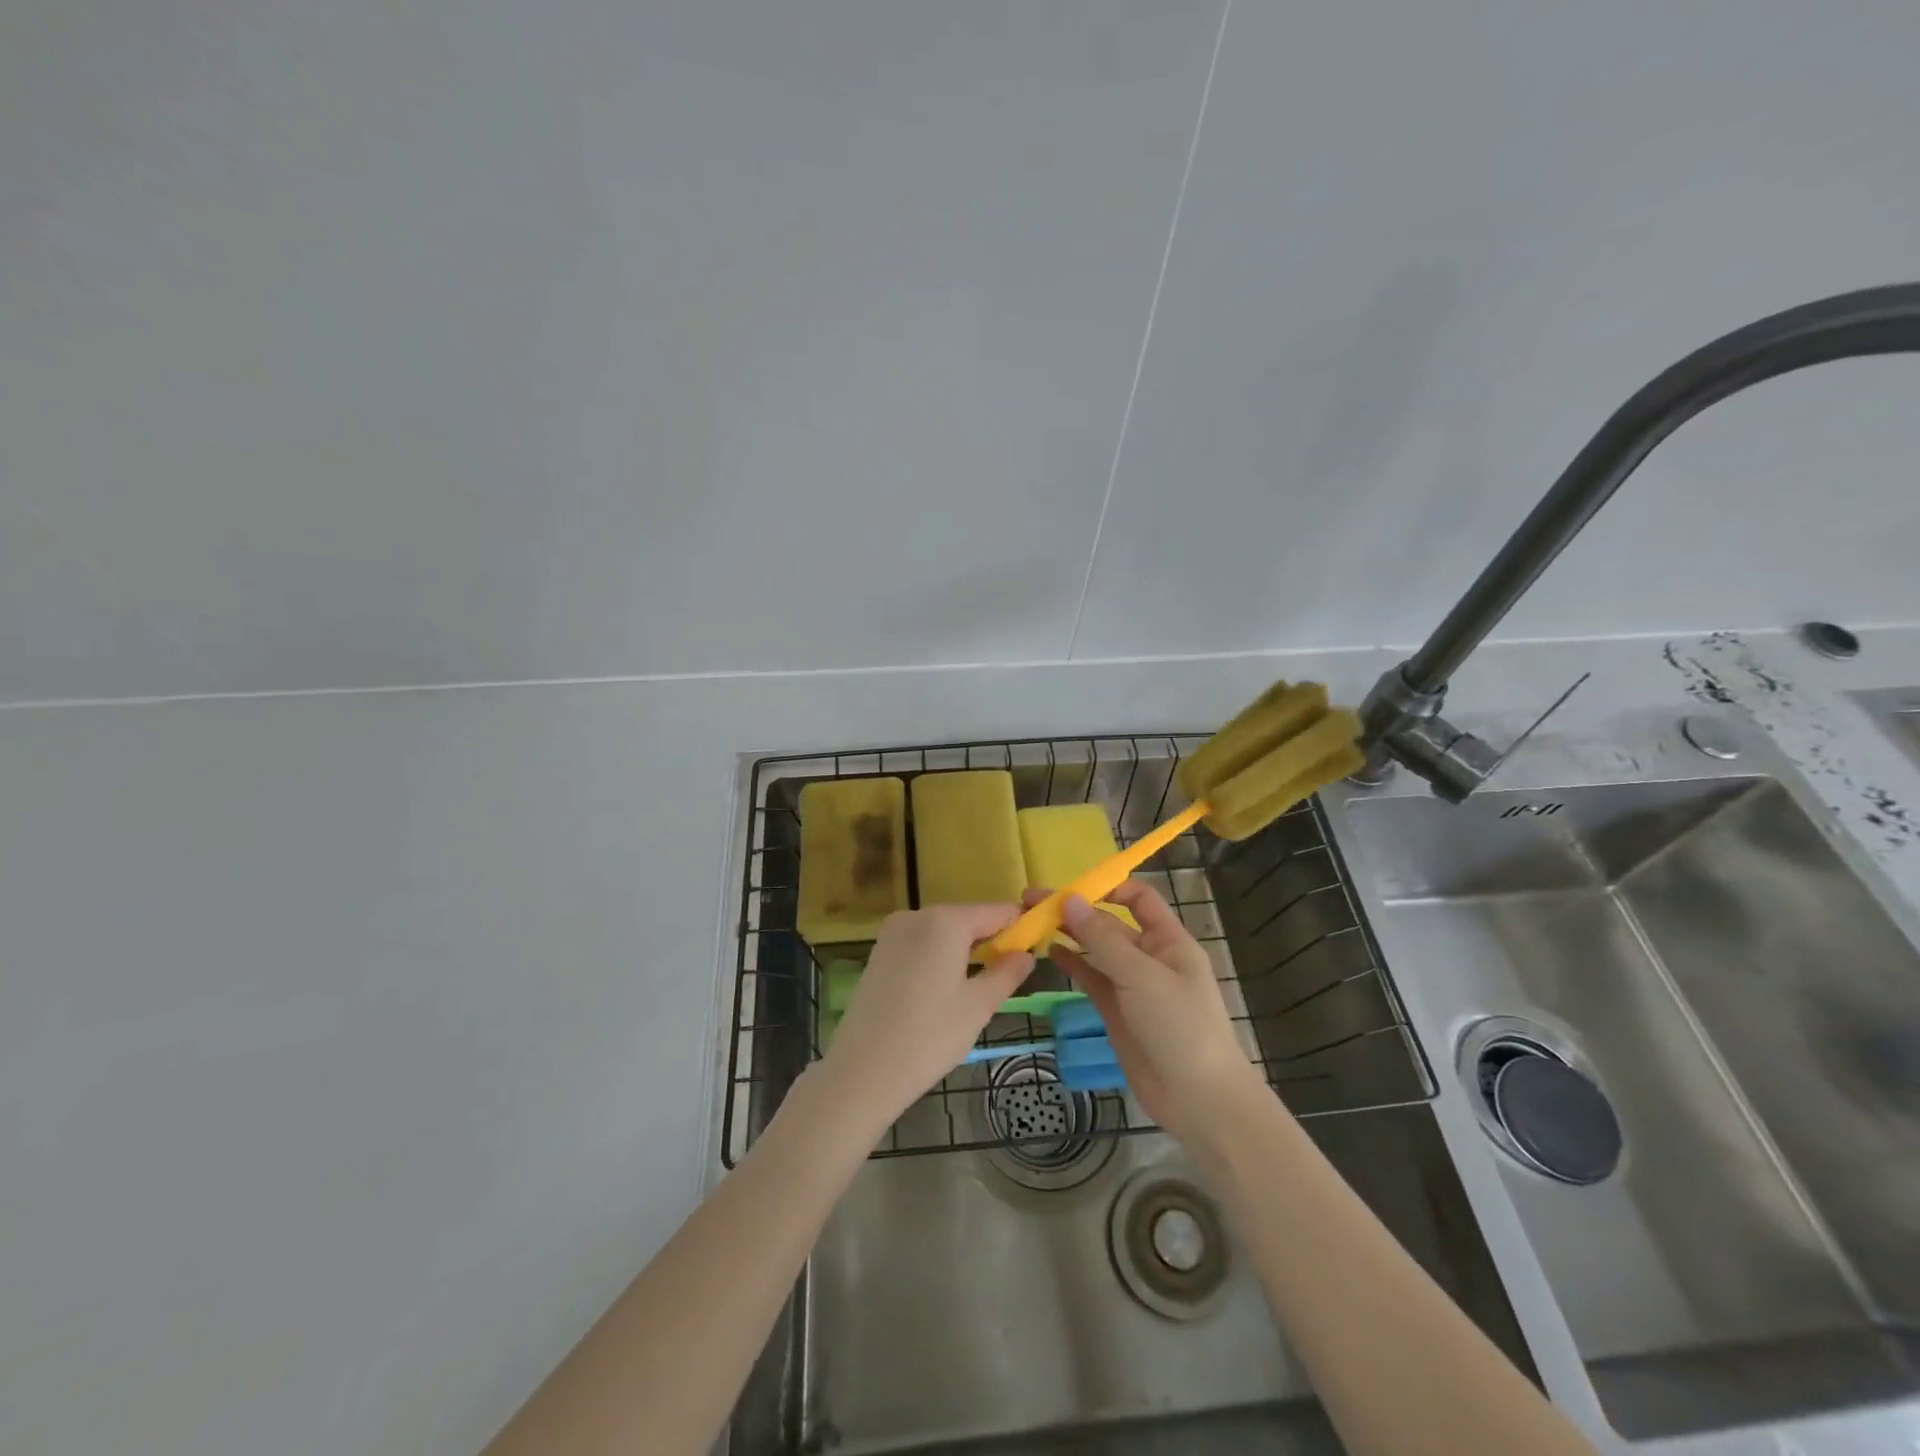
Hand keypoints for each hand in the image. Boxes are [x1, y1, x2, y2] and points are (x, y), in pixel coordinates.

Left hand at [818, 905, 1034, 1134]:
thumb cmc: (930, 1036)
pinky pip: (920, 944)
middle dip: (991, 939)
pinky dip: (938, 956)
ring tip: (980, 985)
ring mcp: (893, 932)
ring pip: (942, 932)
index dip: (1019, 925)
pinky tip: (944, 989)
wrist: (863, 1070)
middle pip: (967, 918)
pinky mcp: (879, 952)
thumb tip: (1026, 954)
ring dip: (964, 949)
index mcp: (946, 921)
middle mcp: (917, 915)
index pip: (996, 911)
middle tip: (1010, 972)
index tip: (1038, 944)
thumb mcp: (978, 1006)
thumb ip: (1006, 973)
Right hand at [1042, 882, 1265, 1141]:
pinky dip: (1071, 963)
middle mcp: (1149, 957)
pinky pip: (1091, 978)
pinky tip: (1049, 952)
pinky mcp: (1116, 1011)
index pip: (1139, 899)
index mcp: (1168, 941)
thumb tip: (1070, 899)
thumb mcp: (1141, 976)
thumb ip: (1103, 939)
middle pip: (1110, 923)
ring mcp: (1131, 985)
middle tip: (1032, 901)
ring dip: (1068, 934)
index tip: (1070, 888)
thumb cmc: (1179, 1026)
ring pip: (1096, 950)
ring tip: (1032, 922)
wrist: (1198, 1099)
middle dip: (1075, 910)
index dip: (1108, 888)